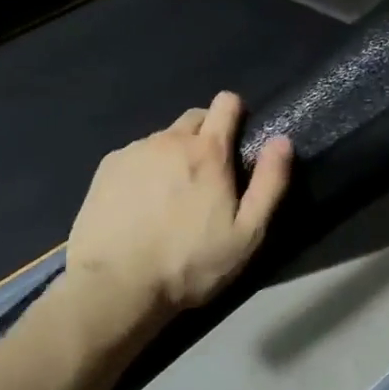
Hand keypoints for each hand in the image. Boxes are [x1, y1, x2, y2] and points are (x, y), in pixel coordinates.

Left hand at [67, 92, 292, 326]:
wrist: (116, 286)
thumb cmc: (190, 263)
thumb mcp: (246, 234)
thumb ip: (269, 183)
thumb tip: (282, 140)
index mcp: (208, 151)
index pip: (226, 103)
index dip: (236, 114)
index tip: (238, 139)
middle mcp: (169, 140)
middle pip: (194, 118)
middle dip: (206, 135)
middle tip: (208, 177)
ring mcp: (134, 151)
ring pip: (163, 140)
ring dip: (173, 155)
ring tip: (170, 197)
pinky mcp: (106, 168)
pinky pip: (135, 156)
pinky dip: (144, 170)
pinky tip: (140, 204)